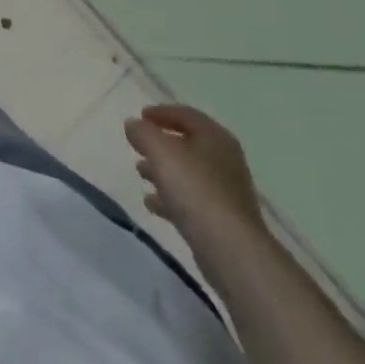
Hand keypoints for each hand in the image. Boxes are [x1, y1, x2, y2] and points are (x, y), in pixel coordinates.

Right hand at [125, 102, 265, 245]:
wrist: (231, 250)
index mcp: (215, 137)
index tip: (140, 116)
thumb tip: (133, 125)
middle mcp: (225, 161)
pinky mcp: (222, 221)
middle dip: (160, 144)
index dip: (161, 112)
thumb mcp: (160, 151)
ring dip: (163, 171)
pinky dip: (170, 197)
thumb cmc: (195, 188)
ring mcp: (226, 193)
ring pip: (188, 173)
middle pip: (187, 144)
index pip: (186, 115)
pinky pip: (191, 201)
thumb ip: (142, 132)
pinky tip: (151, 203)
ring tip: (140, 172)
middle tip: (138, 145)